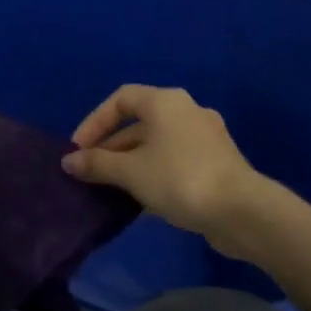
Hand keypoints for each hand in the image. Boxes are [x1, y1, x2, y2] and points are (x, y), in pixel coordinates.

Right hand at [62, 85, 264, 247]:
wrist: (241, 211)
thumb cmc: (178, 178)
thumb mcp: (129, 171)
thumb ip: (96, 163)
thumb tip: (69, 161)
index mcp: (165, 102)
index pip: (120, 99)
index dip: (94, 121)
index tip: (79, 149)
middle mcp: (187, 111)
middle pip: (139, 122)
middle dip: (111, 146)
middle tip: (92, 171)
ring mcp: (206, 137)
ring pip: (158, 143)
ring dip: (132, 162)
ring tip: (112, 187)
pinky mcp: (217, 162)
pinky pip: (175, 159)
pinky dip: (154, 172)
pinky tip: (142, 198)